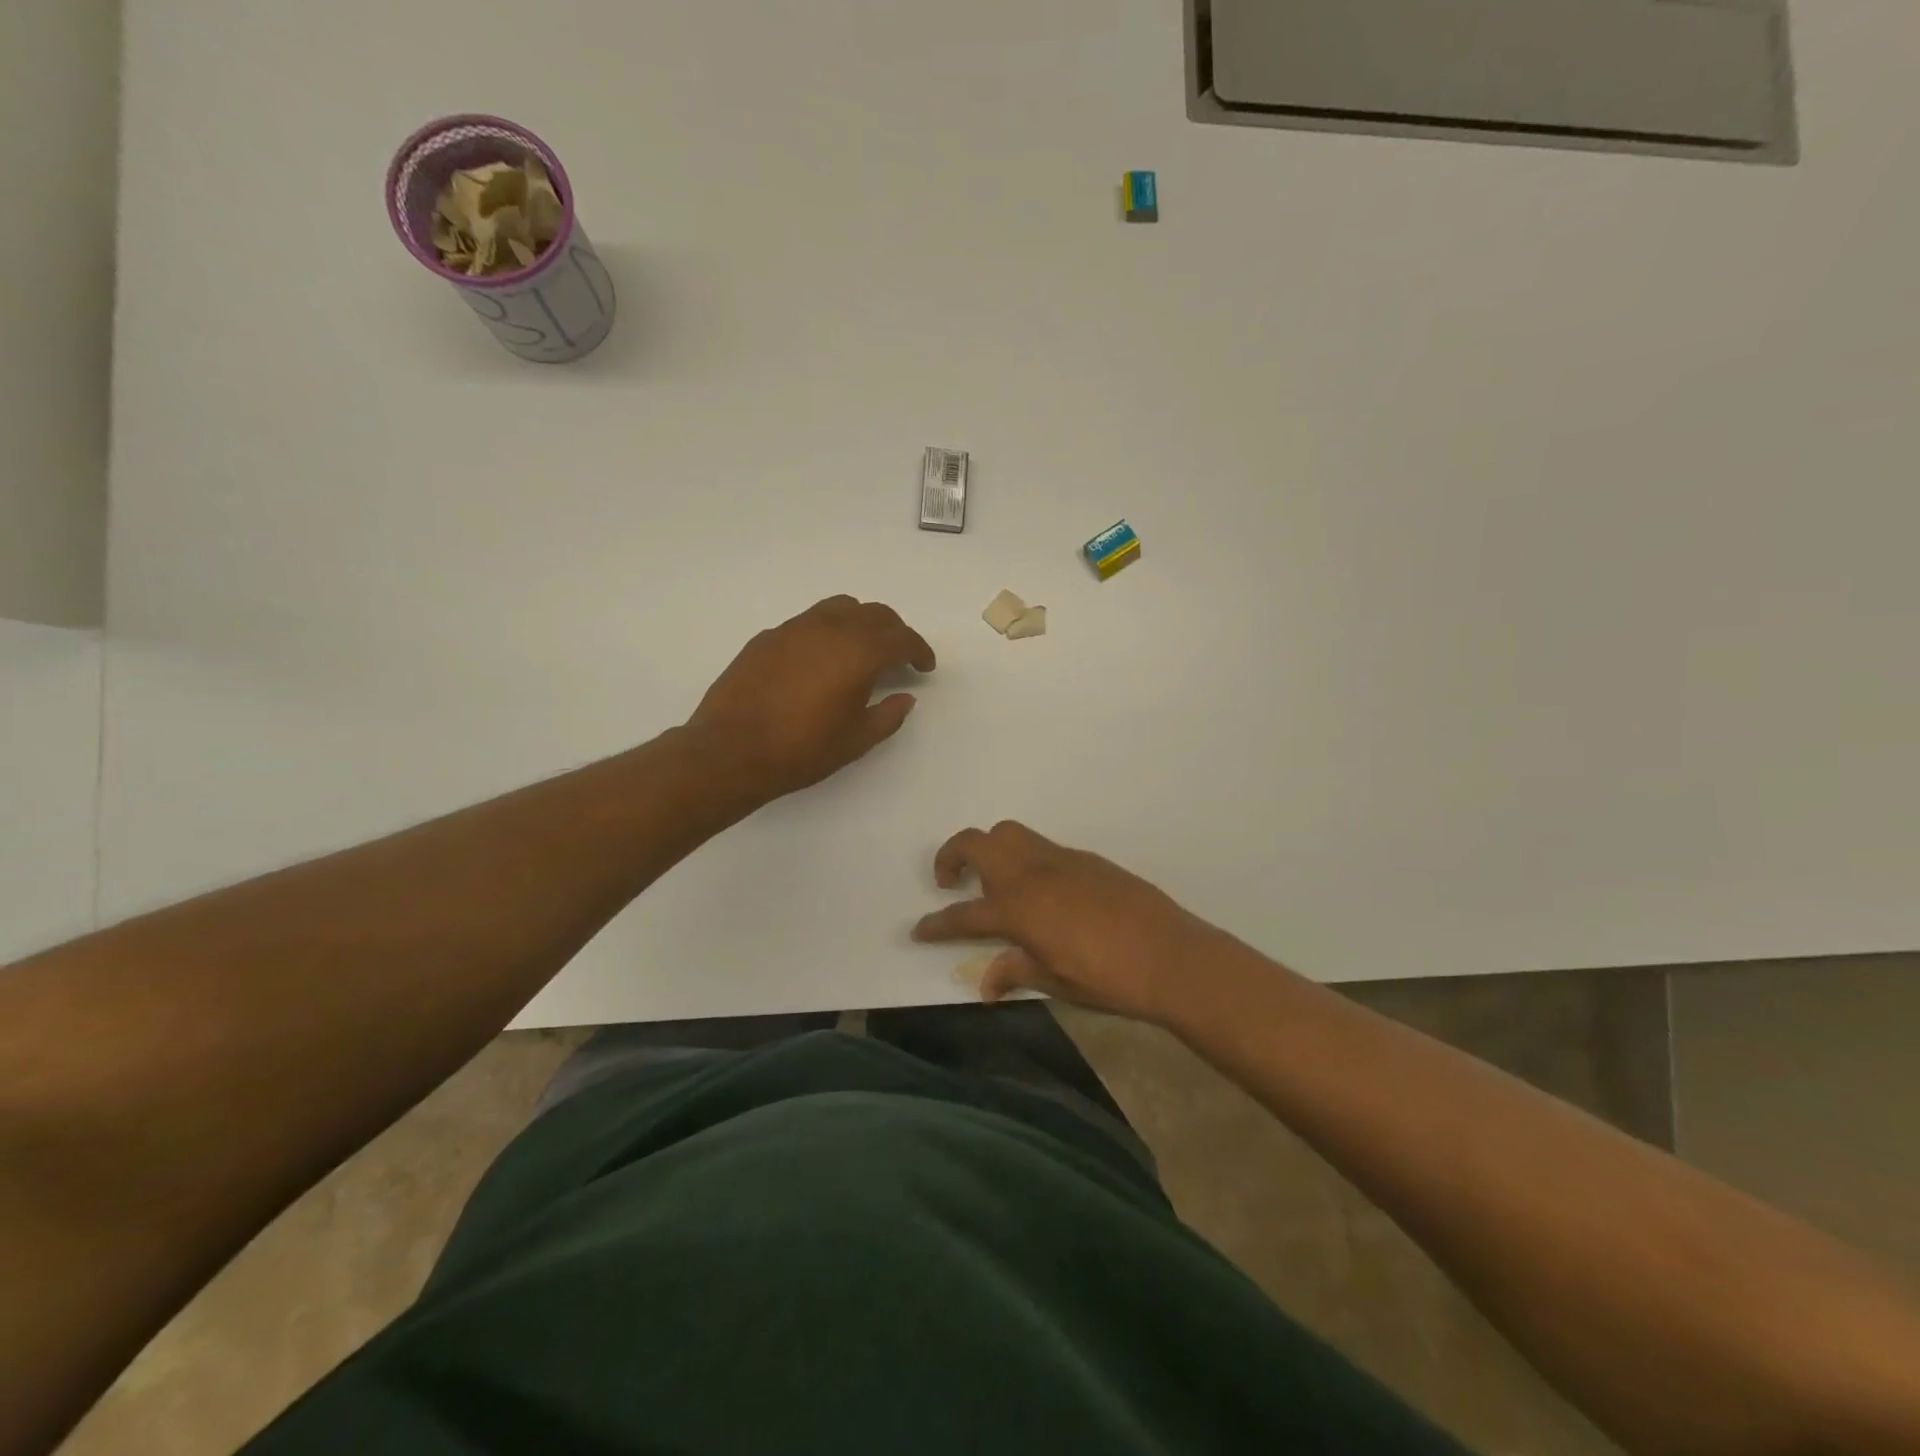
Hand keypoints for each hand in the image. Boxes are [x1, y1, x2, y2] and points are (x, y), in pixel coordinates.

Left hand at [689, 595, 936, 802]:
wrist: (730, 751)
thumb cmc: (801, 750)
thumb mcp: (856, 741)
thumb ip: (888, 715)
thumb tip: (904, 697)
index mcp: (859, 653)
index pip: (901, 638)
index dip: (919, 650)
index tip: (924, 666)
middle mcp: (830, 629)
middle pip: (875, 614)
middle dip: (895, 632)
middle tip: (900, 656)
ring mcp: (795, 628)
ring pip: (841, 607)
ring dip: (861, 622)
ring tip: (862, 648)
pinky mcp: (768, 636)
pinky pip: (810, 620)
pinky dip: (828, 630)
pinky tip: (821, 659)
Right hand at [911, 821, 1224, 1024]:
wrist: (1171, 956)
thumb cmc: (1108, 979)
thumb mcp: (1055, 981)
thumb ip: (1015, 972)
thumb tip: (986, 985)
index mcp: (1018, 908)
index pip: (963, 914)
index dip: (937, 924)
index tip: (919, 930)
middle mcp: (1032, 873)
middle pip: (977, 842)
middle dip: (951, 856)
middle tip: (950, 882)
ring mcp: (1060, 860)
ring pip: (1009, 833)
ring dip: (990, 850)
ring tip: (994, 882)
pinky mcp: (1085, 859)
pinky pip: (1041, 847)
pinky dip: (1025, 859)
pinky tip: (1041, 892)